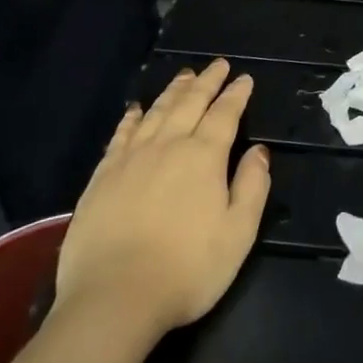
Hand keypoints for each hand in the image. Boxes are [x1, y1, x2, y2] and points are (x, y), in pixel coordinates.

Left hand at [51, 60, 270, 340]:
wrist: (114, 298)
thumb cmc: (187, 270)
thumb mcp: (238, 233)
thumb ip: (252, 186)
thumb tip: (259, 150)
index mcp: (204, 157)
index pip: (225, 114)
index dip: (236, 94)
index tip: (245, 79)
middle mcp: (168, 146)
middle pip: (190, 104)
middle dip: (207, 82)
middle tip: (218, 64)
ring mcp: (131, 159)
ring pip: (156, 112)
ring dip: (173, 91)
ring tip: (185, 76)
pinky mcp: (102, 177)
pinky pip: (121, 135)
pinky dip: (132, 117)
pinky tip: (135, 109)